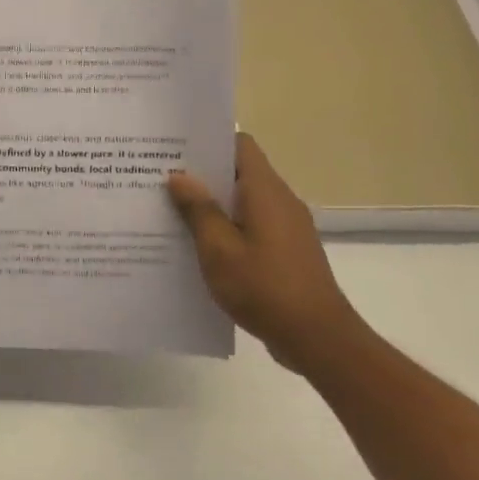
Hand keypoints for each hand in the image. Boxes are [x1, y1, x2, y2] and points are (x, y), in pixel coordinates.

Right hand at [167, 133, 367, 370]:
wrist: (317, 337)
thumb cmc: (264, 288)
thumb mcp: (219, 249)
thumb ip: (199, 210)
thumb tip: (179, 176)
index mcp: (265, 191)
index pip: (240, 145)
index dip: (209, 142)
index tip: (175, 149)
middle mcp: (280, 201)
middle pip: (239, 172)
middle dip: (202, 175)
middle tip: (161, 180)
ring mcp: (287, 227)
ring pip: (243, 201)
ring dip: (212, 204)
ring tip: (171, 212)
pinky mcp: (286, 250)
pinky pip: (251, 225)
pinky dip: (226, 227)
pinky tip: (199, 246)